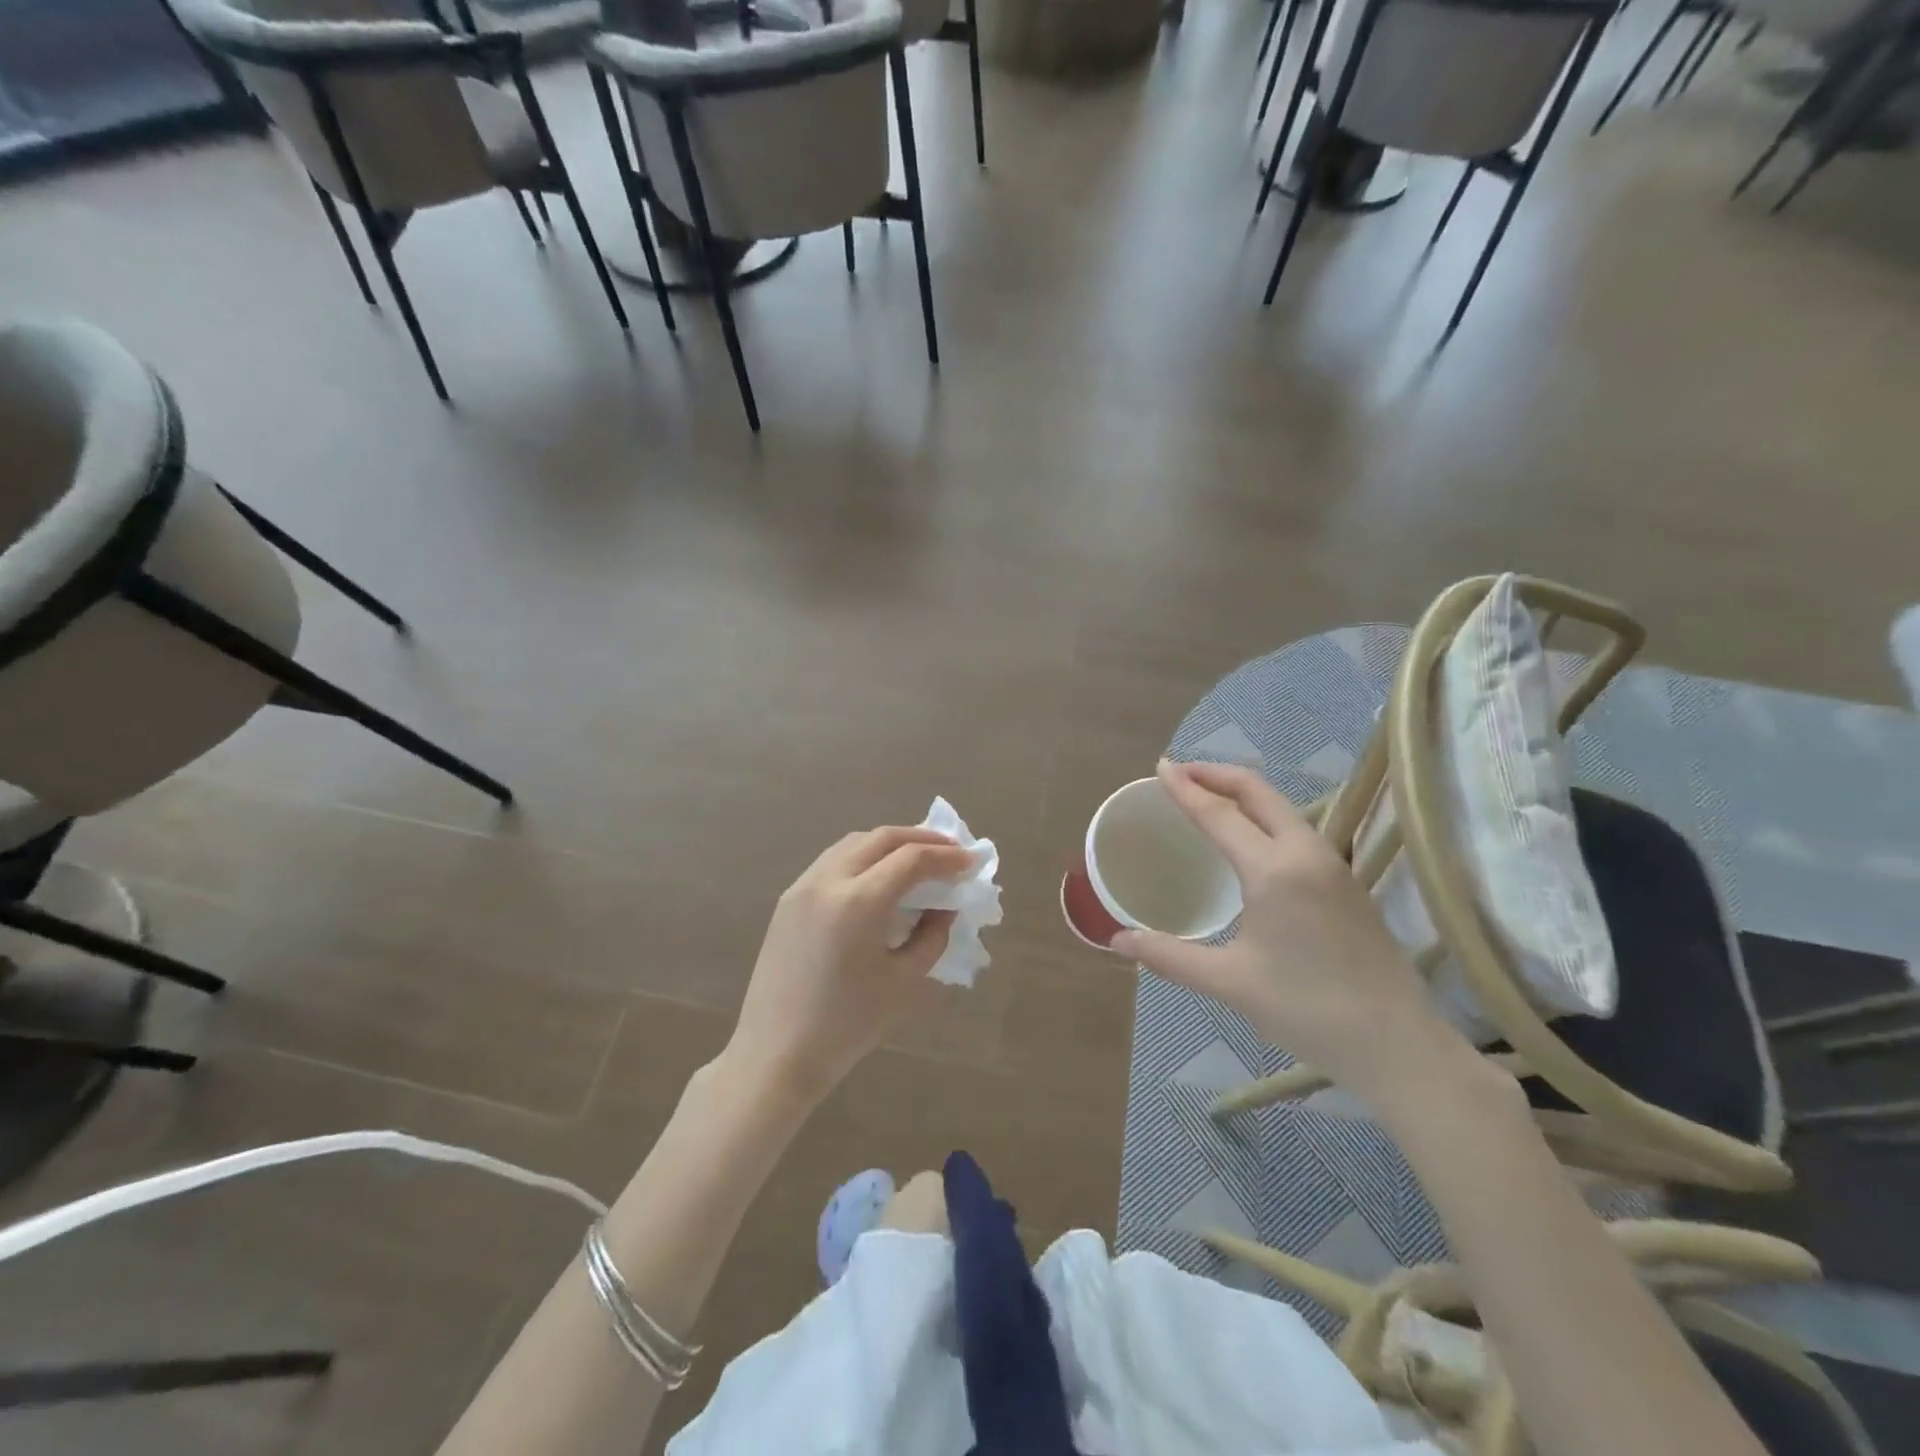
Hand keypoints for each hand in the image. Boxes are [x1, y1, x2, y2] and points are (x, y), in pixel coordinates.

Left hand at [727, 826, 976, 1105]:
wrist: (776, 1054)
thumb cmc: (846, 1026)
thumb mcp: (903, 981)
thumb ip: (932, 935)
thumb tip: (944, 906)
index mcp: (858, 903)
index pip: (911, 860)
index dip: (947, 857)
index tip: (972, 860)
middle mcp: (828, 881)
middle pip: (882, 838)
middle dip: (921, 838)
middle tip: (951, 849)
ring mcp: (802, 886)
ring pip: (854, 843)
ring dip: (890, 843)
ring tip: (918, 856)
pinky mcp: (788, 898)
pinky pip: (833, 860)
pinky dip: (864, 856)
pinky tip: (879, 875)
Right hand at [1113, 761, 1469, 1097]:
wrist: (1396, 1043)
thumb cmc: (1307, 1008)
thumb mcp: (1229, 982)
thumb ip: (1169, 956)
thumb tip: (1117, 941)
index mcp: (1273, 870)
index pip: (1219, 814)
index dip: (1186, 789)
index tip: (1160, 767)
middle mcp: (1306, 853)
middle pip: (1258, 792)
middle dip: (1217, 775)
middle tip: (1180, 773)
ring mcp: (1332, 865)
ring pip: (1282, 809)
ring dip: (1242, 794)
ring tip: (1209, 799)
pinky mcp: (1346, 882)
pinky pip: (1296, 829)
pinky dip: (1263, 816)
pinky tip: (1250, 839)